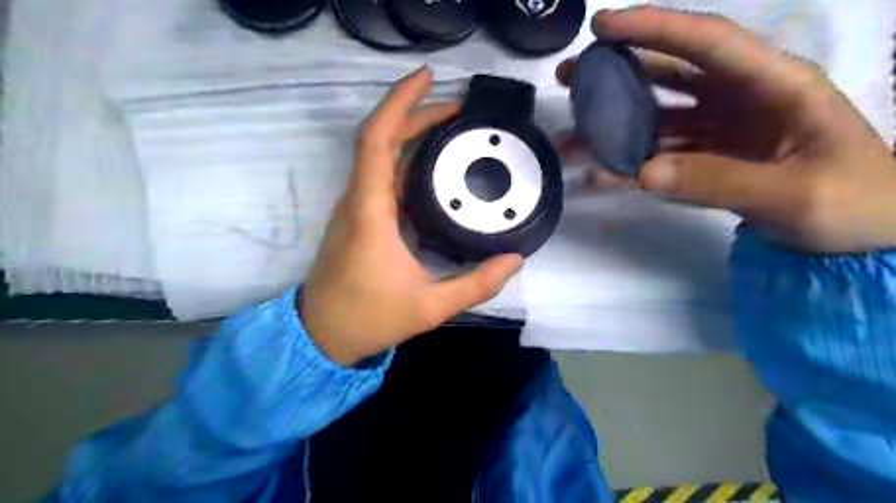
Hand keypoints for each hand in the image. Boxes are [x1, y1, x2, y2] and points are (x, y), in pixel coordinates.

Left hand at [301, 66, 525, 364]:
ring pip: (379, 158)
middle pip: (380, 140)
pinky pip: (380, 178)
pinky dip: (404, 161)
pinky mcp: (357, 219)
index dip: (399, 103)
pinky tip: (431, 168)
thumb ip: (476, 285)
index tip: (426, 78)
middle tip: (457, 108)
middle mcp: (357, 201)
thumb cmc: (369, 318)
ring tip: (449, 129)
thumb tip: (515, 261)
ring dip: (410, 136)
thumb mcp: (430, 307)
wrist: (322, 335)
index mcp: (370, 212)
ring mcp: (354, 209)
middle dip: (416, 115)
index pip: (377, 141)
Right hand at [559, 5, 895, 252]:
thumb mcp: (794, 194)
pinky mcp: (707, 160)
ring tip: (571, 135)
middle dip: (617, 71)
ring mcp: (721, 131)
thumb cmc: (854, 206)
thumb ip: (718, 180)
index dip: (653, 28)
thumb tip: (643, 172)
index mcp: (775, 84)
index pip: (708, 42)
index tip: (601, 26)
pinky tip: (598, 175)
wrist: (865, 240)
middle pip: (669, 74)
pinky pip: (660, 156)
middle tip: (569, 76)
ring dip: (613, 125)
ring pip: (656, 118)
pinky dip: (629, 165)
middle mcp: (740, 99)